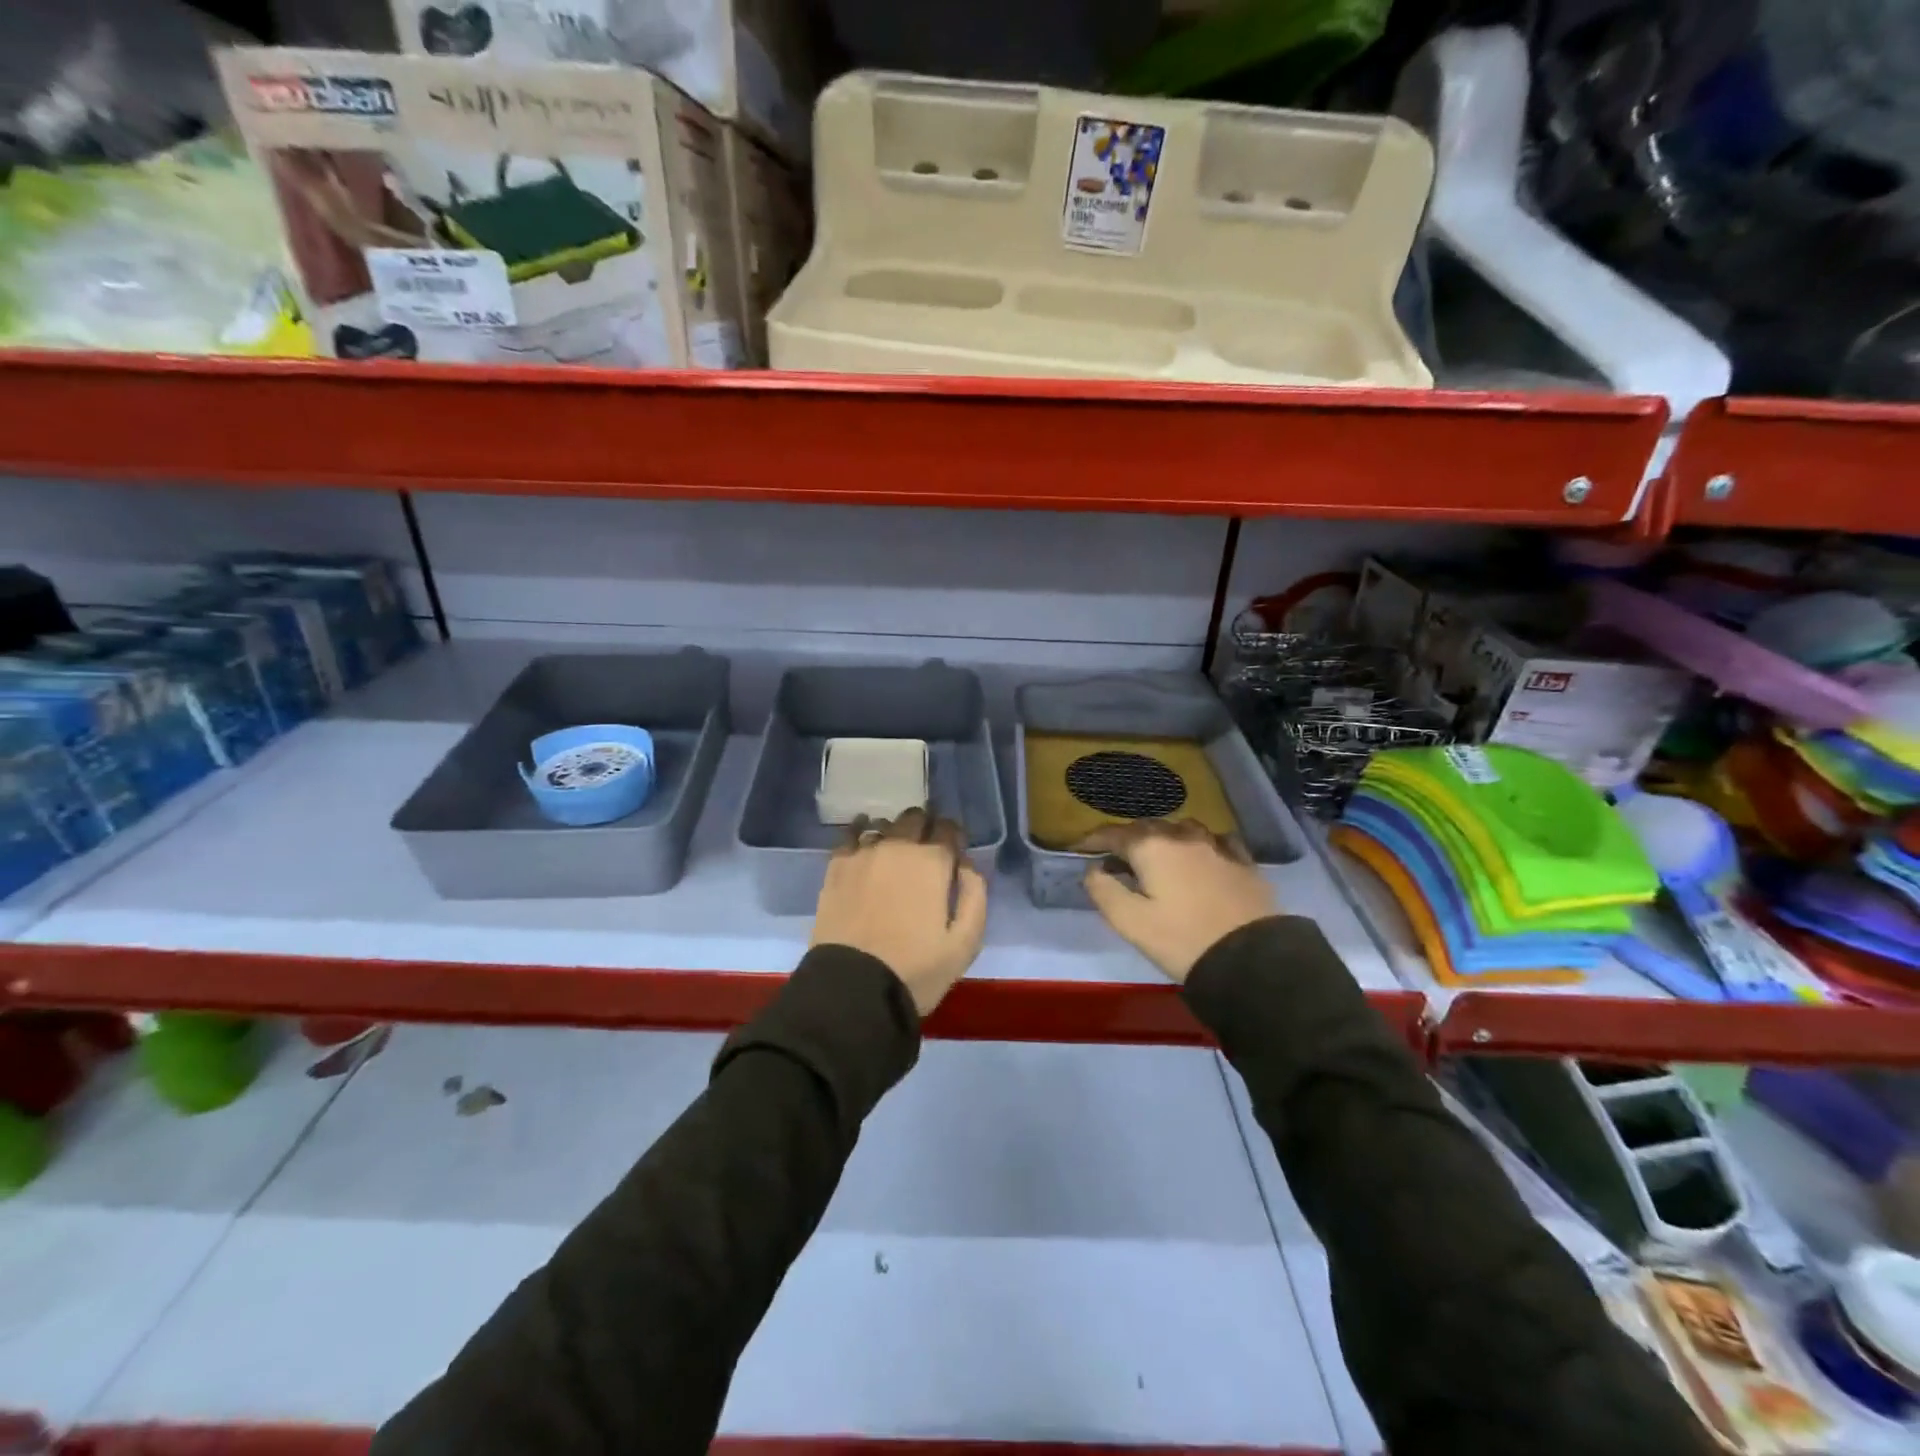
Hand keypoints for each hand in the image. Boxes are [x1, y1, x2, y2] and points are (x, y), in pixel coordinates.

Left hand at [812, 808, 988, 1016]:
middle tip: (926, 851)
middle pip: (915, 818)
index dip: (953, 836)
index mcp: (932, 861)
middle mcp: (898, 846)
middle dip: (925, 828)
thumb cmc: (916, 969)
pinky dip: (860, 831)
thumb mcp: (965, 943)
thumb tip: (966, 865)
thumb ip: (974, 895)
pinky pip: (850, 835)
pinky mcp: (836, 867)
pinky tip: (862, 837)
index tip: (954, 852)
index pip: (948, 828)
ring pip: (884, 824)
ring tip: (895, 850)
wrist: (853, 989)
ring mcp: (863, 854)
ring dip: (895, 832)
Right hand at [1079, 819, 1275, 982]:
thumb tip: (1093, 869)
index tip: (1080, 849)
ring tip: (1156, 856)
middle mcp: (1183, 836)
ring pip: (1181, 829)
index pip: (1114, 834)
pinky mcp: (1243, 861)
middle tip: (1114, 857)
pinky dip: (1199, 844)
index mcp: (1152, 848)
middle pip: (1147, 828)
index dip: (1094, 840)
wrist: (1252, 958)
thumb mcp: (1131, 923)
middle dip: (1127, 838)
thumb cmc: (1182, 940)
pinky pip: (1215, 841)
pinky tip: (1201, 855)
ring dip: (1163, 838)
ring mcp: (1217, 846)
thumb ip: (1104, 891)